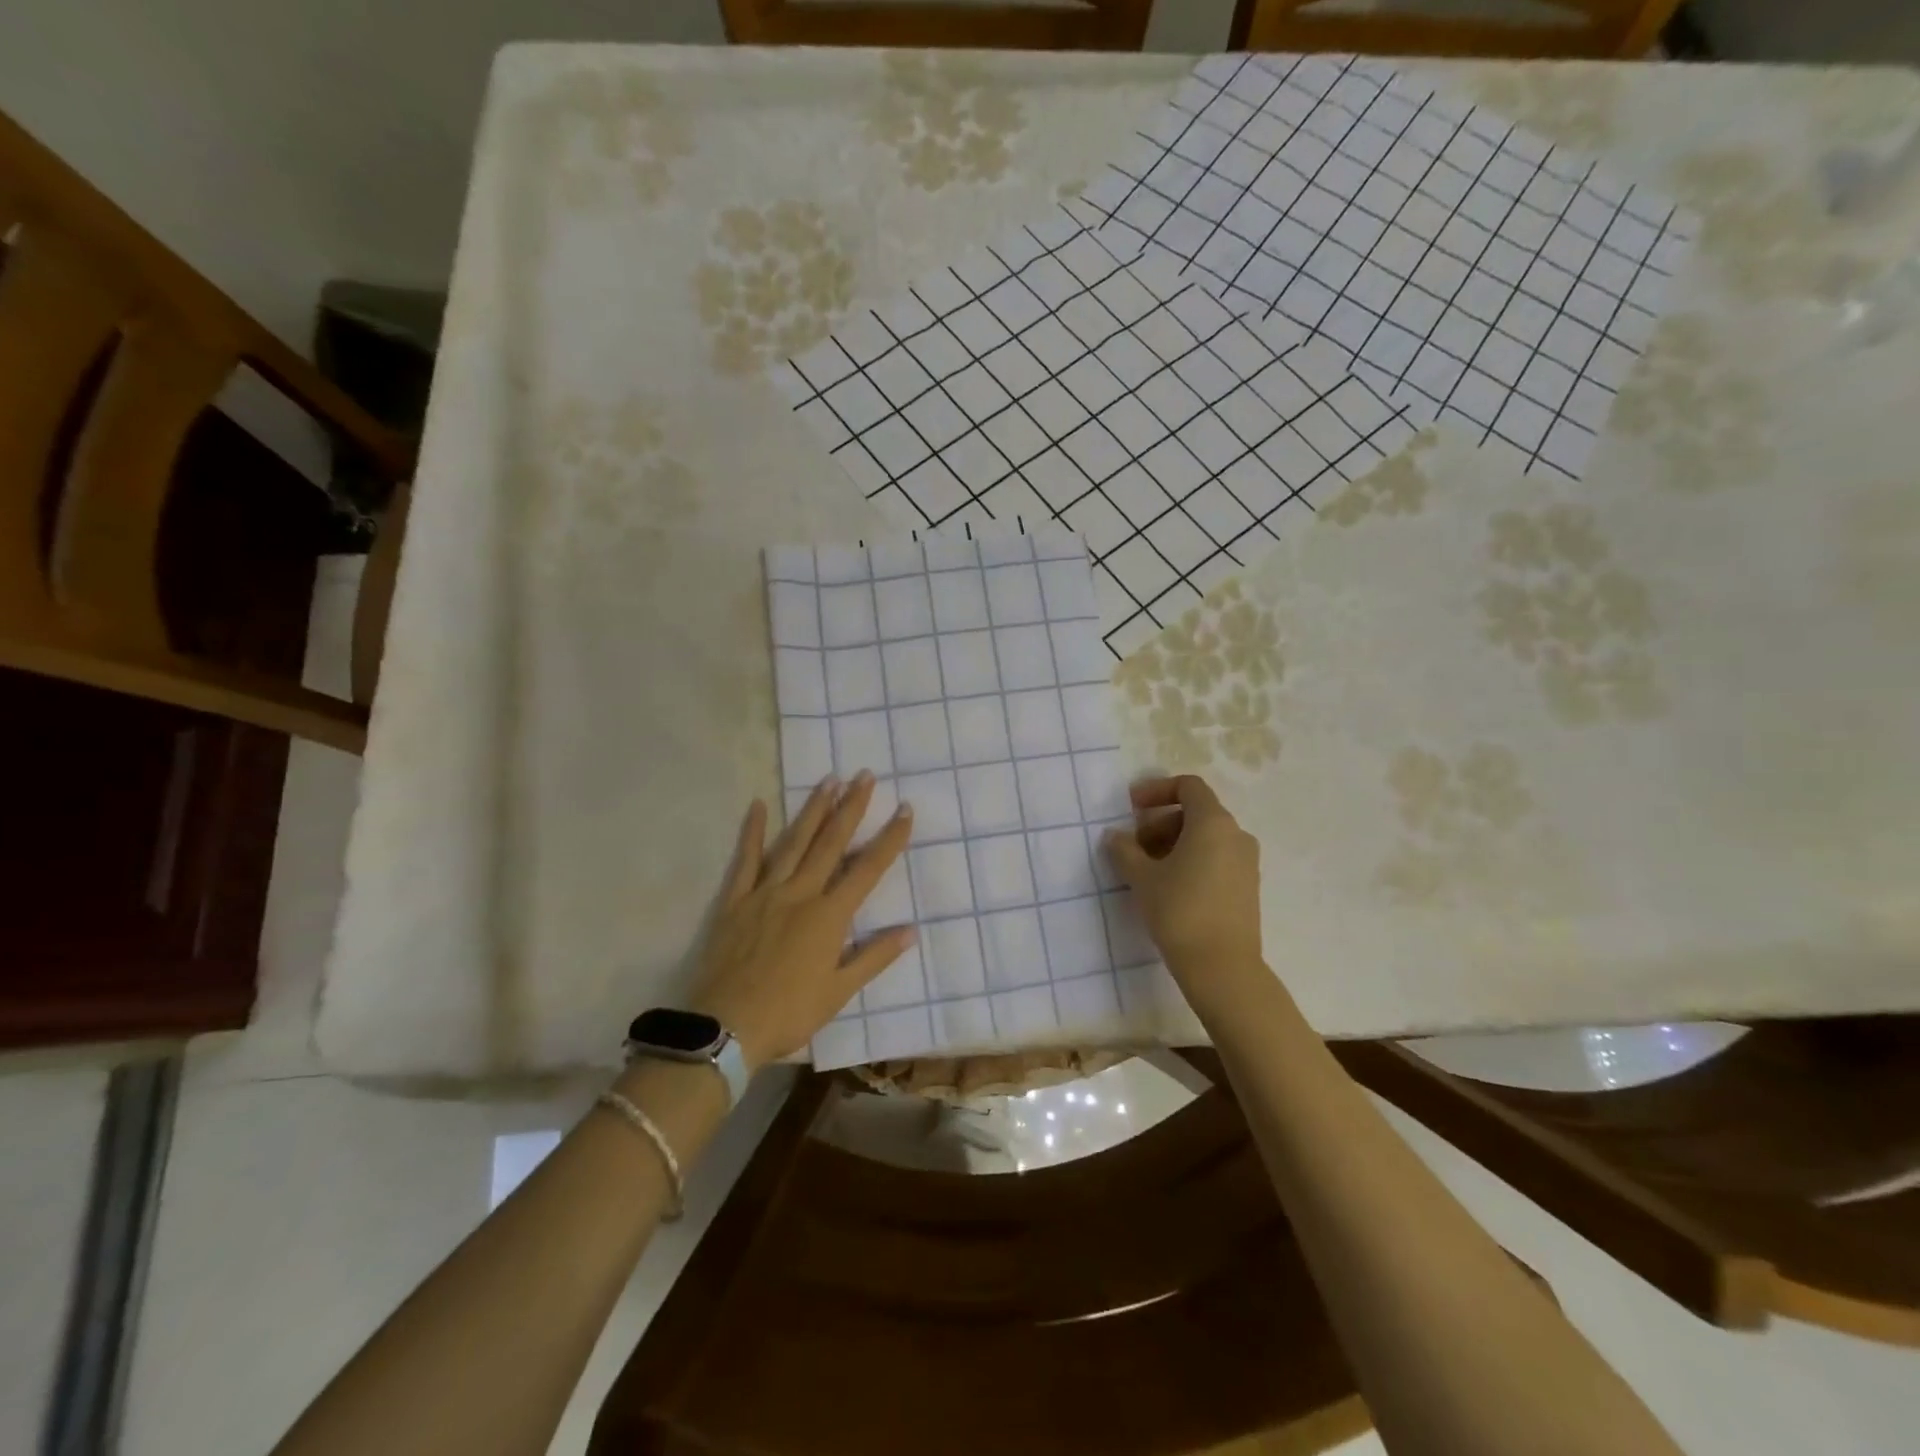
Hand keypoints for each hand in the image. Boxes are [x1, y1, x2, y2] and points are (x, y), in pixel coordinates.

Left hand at [686, 773, 913, 1070]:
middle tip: (865, 776)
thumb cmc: (788, 1013)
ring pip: (794, 843)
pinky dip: (753, 832)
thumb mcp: (838, 992)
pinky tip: (758, 805)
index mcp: (829, 916)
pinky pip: (746, 860)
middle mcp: (800, 894)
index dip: (889, 839)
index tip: (905, 810)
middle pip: (831, 843)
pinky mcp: (735, 900)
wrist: (724, 1028)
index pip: (867, 869)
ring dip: (813, 810)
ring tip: (829, 781)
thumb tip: (910, 930)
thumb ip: (874, 957)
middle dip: (851, 808)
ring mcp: (765, 892)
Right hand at [1104, 776, 1265, 1011]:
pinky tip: (1170, 887)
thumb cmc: (1179, 911)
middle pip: (1195, 812)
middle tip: (1134, 847)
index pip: (1188, 786)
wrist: (1222, 967)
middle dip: (1160, 823)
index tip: (1131, 807)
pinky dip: (1192, 860)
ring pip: (1206, 837)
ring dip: (1173, 843)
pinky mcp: (1247, 886)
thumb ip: (1124, 849)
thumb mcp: (1142, 877)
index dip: (1157, 790)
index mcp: (1213, 823)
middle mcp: (1236, 835)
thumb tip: (1115, 836)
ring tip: (1147, 870)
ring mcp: (1246, 862)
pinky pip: (1217, 858)